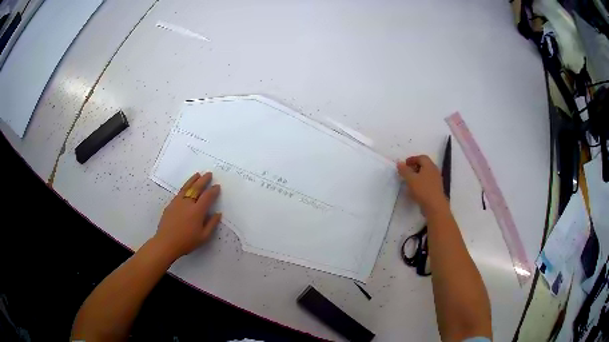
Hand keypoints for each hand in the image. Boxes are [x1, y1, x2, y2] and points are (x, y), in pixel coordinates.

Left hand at [153, 172, 221, 259]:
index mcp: (197, 211)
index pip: (207, 196)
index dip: (213, 190)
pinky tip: (186, 187)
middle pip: (197, 188)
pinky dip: (185, 187)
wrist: (166, 243)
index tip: (217, 186)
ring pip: (186, 187)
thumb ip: (212, 224)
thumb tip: (218, 214)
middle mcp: (187, 203)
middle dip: (204, 180)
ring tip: (198, 174)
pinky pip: (179, 192)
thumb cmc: (186, 242)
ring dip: (193, 180)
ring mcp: (177, 202)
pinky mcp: (171, 204)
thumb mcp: (203, 237)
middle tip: (209, 174)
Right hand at [397, 155, 447, 213]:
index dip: (412, 159)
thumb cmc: (423, 190)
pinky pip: (428, 181)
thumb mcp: (411, 179)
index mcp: (429, 165)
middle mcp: (434, 170)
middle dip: (415, 166)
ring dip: (418, 175)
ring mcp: (437, 180)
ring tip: (410, 181)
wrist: (435, 206)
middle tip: (407, 172)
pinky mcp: (436, 188)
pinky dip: (421, 182)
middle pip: (425, 165)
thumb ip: (404, 170)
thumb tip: (399, 163)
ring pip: (426, 173)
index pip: (421, 157)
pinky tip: (416, 189)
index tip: (404, 164)